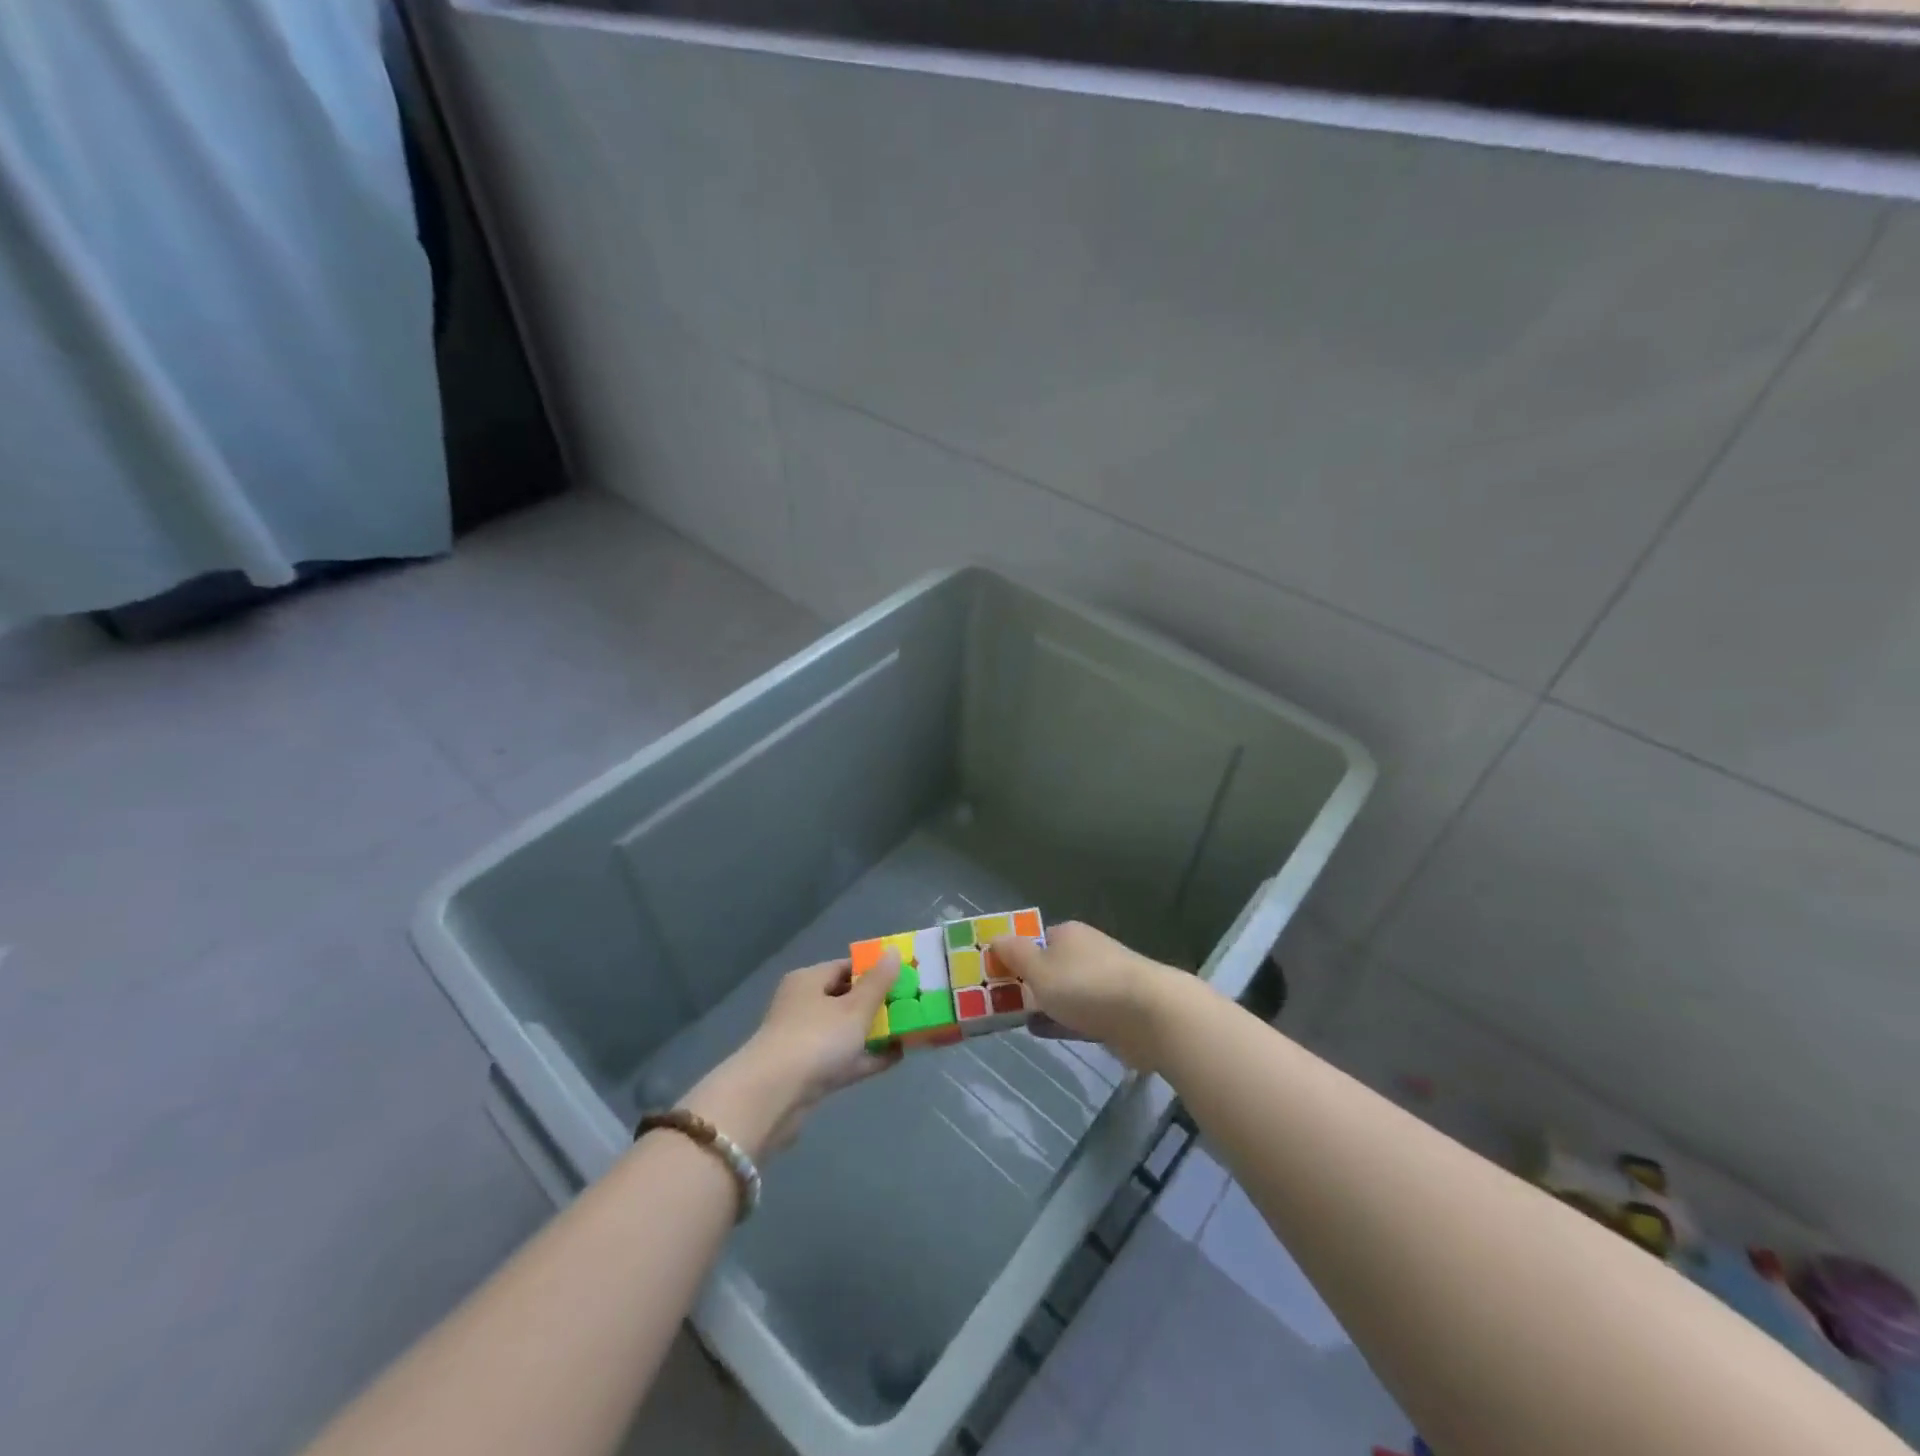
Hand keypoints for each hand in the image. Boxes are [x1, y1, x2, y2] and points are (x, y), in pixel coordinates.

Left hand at [683, 952, 901, 1154]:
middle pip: (847, 998)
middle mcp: (803, 1006)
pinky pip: (844, 1058)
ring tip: (911, 1030)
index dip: (876, 970)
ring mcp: (804, 1041)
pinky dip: (867, 1056)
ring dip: (875, 1031)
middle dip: (878, 1002)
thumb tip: (894, 951)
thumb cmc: (815, 1039)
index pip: (846, 967)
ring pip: (846, 1030)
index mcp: (808, 981)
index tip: (905, 976)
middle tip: (913, 1004)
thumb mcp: (854, 1008)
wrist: (772, 1099)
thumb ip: (878, 982)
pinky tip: (896, 1057)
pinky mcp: (808, 1073)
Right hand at [989, 922, 1178, 1070]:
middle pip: (1049, 966)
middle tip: (997, 1004)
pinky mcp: (1115, 1013)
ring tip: (1013, 1021)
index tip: (992, 977)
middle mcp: (1086, 953)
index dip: (1013, 956)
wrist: (1150, 1015)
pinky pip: (1079, 1015)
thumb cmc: (1087, 986)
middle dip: (1027, 983)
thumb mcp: (1040, 969)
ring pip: (1064, 992)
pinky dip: (1060, 1022)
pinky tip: (1041, 1032)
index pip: (1034, 940)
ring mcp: (1103, 983)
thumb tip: (995, 937)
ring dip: (1043, 1004)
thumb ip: (1015, 955)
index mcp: (1068, 935)